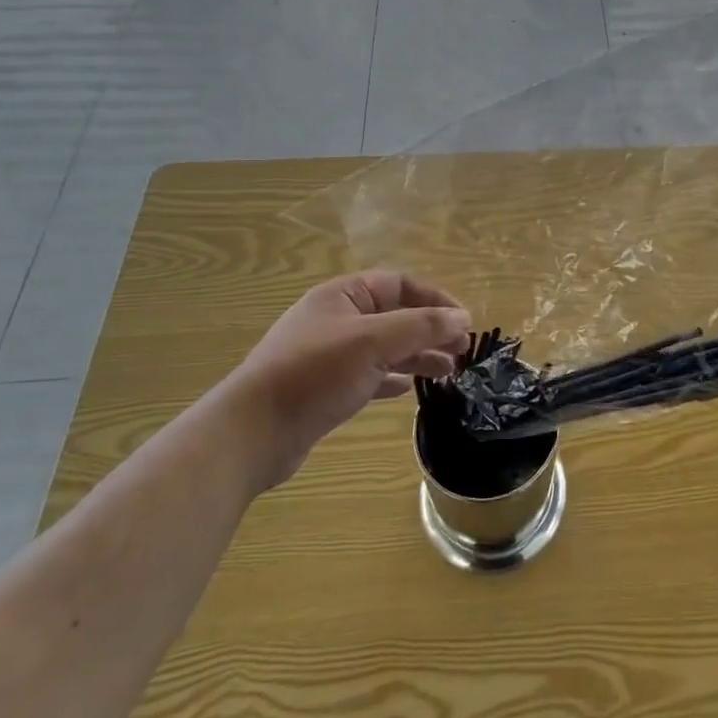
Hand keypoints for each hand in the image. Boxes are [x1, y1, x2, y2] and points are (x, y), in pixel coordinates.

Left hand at [211, 271, 469, 489]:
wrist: (252, 433)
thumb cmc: (315, 373)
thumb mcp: (374, 342)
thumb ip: (421, 326)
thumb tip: (462, 317)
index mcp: (344, 296)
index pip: (400, 284)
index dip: (435, 299)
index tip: (464, 322)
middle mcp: (336, 319)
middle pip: (395, 315)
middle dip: (430, 330)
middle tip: (462, 351)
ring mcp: (329, 354)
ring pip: (385, 347)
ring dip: (417, 355)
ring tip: (449, 371)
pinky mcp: (325, 387)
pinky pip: (369, 373)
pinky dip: (393, 377)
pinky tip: (411, 388)